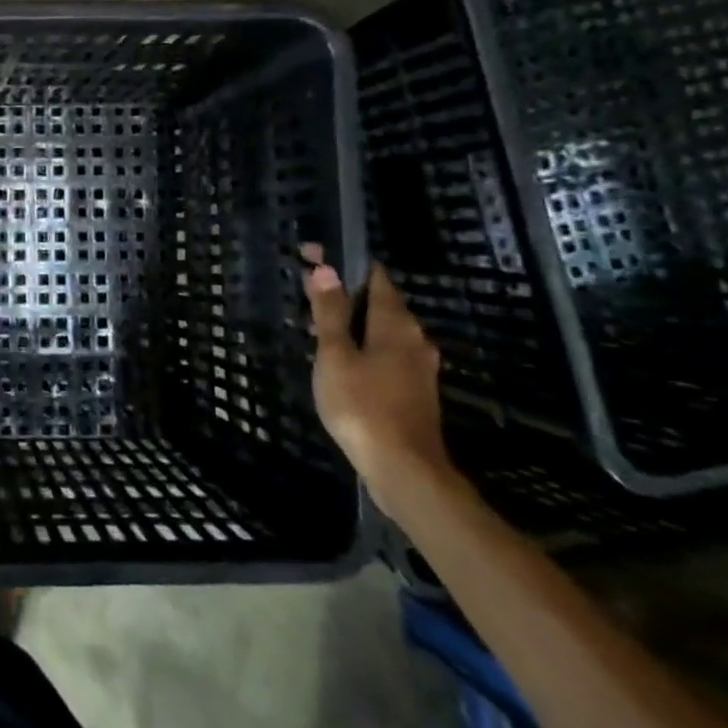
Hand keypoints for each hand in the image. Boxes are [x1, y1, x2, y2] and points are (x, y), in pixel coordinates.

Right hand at [301, 246, 449, 504]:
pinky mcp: (414, 391)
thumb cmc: (362, 405)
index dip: (347, 264)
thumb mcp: (334, 355)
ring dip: (353, 325)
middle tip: (309, 297)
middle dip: (347, 296)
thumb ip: (330, 313)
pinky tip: (340, 362)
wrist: (403, 469)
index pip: (375, 278)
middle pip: (380, 304)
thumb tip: (326, 269)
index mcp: (396, 324)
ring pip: (382, 332)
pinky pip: (385, 355)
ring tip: (317, 330)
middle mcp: (414, 339)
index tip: (317, 258)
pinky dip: (363, 349)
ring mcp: (418, 367)